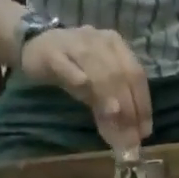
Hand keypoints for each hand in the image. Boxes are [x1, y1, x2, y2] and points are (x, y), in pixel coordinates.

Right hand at [21, 27, 152, 149]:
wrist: (34, 44)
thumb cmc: (72, 67)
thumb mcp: (96, 86)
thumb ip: (111, 106)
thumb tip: (129, 136)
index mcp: (116, 46)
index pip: (136, 75)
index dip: (142, 104)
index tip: (144, 131)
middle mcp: (100, 41)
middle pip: (120, 74)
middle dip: (127, 105)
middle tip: (128, 133)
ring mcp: (76, 44)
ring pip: (97, 70)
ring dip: (107, 94)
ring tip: (114, 116)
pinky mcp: (52, 53)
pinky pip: (67, 66)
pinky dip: (77, 77)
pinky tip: (84, 88)